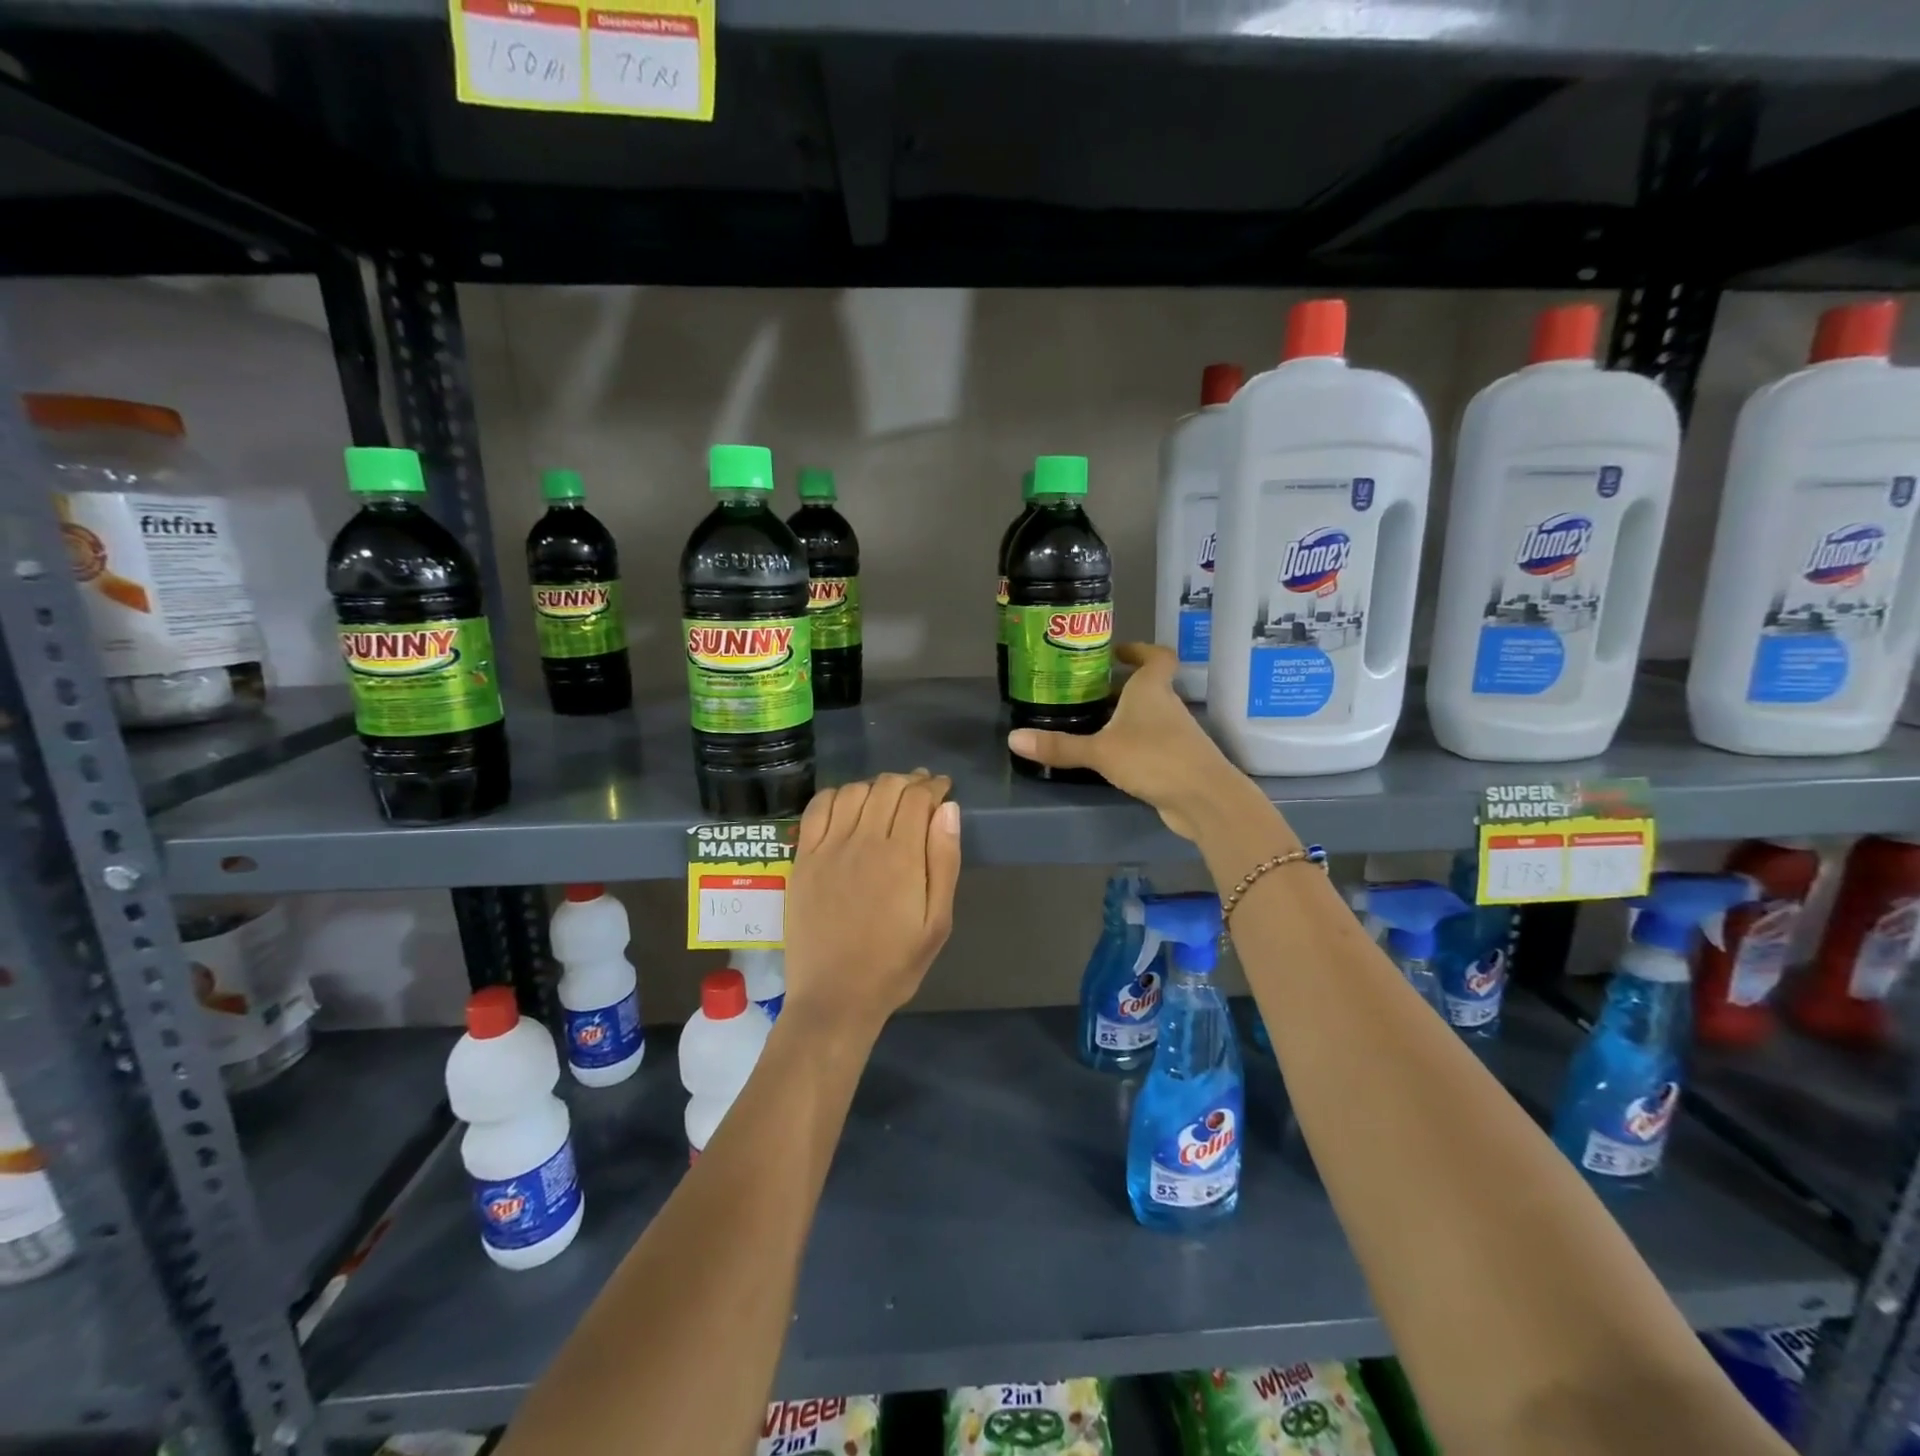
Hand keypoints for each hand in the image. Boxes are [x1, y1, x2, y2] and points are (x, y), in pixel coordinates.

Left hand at [783, 769, 960, 1039]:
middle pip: (887, 787)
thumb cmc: (894, 964)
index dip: (933, 786)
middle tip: (921, 790)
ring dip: (875, 786)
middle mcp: (863, 841)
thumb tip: (948, 809)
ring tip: (888, 797)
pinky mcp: (803, 859)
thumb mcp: (937, 922)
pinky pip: (817, 809)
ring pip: (854, 792)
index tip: (943, 788)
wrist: (835, 997)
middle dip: (909, 781)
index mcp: (901, 857)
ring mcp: (828, 848)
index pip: (918, 797)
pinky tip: (848, 804)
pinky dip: (837, 795)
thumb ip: (944, 861)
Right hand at [1007, 643, 1259, 841]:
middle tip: (1085, 692)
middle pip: (1146, 687)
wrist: (1204, 799)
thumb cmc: (1153, 758)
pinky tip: (1110, 758)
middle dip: (1119, 688)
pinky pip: (1151, 743)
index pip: (1157, 657)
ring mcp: (1176, 734)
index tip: (1118, 653)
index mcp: (1152, 689)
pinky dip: (1133, 744)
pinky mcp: (1177, 760)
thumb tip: (1013, 739)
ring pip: (1148, 716)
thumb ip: (1059, 746)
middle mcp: (1167, 705)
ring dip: (1124, 717)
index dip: (1140, 650)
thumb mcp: (1100, 751)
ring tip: (1090, 724)